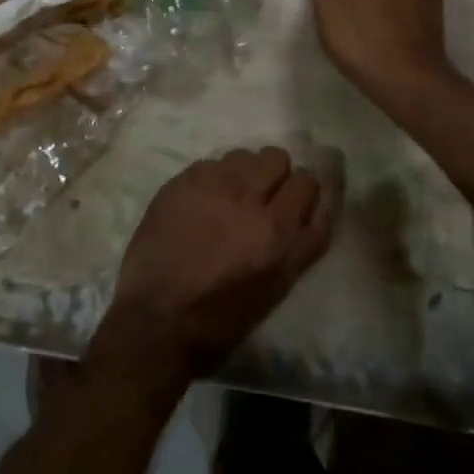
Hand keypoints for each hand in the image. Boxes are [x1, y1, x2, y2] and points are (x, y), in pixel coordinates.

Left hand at [93, 148, 338, 383]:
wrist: (156, 318)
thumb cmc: (222, 318)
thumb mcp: (278, 287)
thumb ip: (303, 242)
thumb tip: (316, 205)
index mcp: (277, 233)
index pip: (308, 182)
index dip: (302, 192)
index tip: (293, 203)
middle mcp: (248, 201)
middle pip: (277, 158)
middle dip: (275, 175)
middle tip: (262, 197)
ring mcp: (212, 186)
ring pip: (244, 155)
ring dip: (244, 173)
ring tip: (231, 198)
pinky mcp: (182, 181)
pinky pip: (211, 163)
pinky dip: (214, 179)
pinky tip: (202, 203)